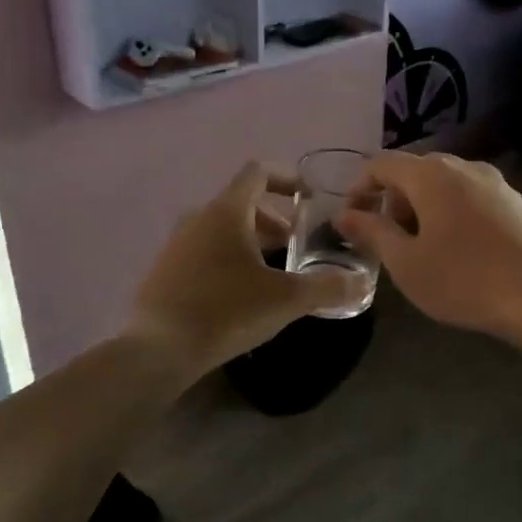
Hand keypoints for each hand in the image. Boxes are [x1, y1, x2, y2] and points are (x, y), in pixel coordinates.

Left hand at [128, 162, 365, 380]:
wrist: (158, 349)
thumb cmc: (227, 310)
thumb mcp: (287, 299)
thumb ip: (328, 287)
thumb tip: (362, 282)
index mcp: (226, 211)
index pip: (258, 173)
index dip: (287, 177)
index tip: (308, 197)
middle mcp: (198, 218)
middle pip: (241, 203)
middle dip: (272, 219)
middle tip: (295, 245)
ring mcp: (176, 244)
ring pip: (221, 229)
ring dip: (250, 240)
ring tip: (271, 271)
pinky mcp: (165, 270)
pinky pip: (203, 251)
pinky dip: (227, 258)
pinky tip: (239, 293)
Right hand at [335, 153, 521, 345]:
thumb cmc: (465, 280)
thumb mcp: (406, 263)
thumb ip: (372, 232)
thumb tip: (344, 215)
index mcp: (431, 175)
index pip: (381, 164)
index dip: (359, 188)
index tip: (352, 221)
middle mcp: (463, 167)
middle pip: (414, 171)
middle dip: (393, 202)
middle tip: (391, 242)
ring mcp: (495, 181)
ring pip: (444, 184)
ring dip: (423, 208)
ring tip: (425, 250)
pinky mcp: (516, 201)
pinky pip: (470, 196)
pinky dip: (452, 213)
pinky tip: (461, 251)